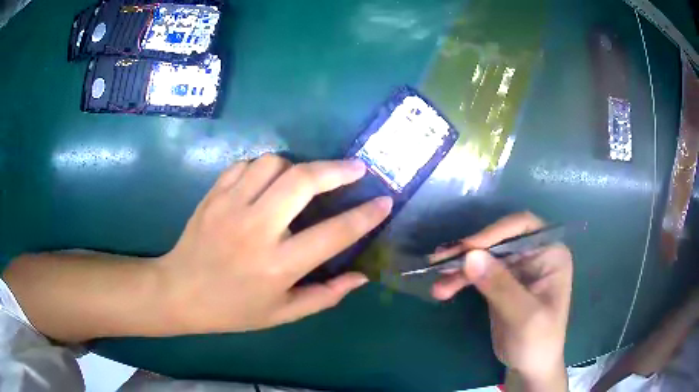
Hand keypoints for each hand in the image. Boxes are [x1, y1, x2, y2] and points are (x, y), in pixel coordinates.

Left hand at [155, 154, 391, 333]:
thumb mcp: (282, 314)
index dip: (366, 215)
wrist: (179, 292)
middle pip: (303, 181)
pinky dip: (265, 167)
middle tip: (356, 168)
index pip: (335, 233)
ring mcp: (230, 206)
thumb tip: (362, 276)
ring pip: (273, 163)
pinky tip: (268, 182)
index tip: (385, 200)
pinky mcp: (214, 194)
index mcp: (278, 265)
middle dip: (337, 169)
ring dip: (297, 166)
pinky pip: (246, 164)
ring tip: (304, 179)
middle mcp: (256, 229)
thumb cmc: (233, 309)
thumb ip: (326, 295)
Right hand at [431, 212, 572, 389]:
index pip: (523, 227)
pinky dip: (460, 279)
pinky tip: (443, 289)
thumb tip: (470, 256)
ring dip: (459, 268)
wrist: (529, 366)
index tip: (467, 248)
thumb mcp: (523, 316)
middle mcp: (534, 254)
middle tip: (440, 263)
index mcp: (550, 254)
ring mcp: (516, 268)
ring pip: (484, 256)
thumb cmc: (537, 341)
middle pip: (499, 240)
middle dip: (470, 252)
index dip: (495, 232)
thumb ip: (500, 286)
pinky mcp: (501, 282)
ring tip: (438, 285)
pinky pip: (477, 272)